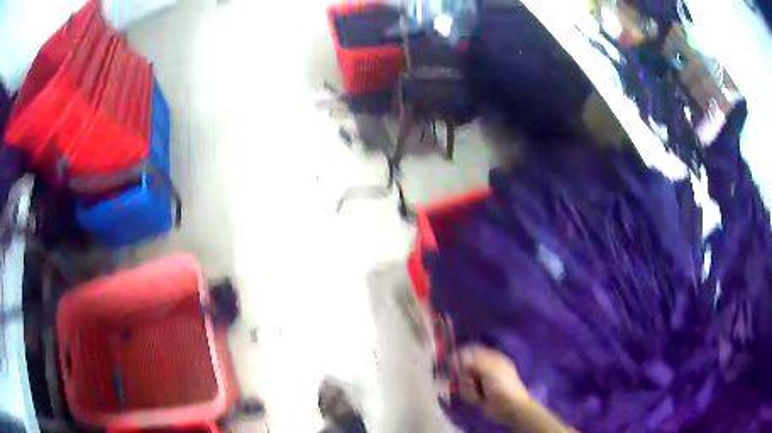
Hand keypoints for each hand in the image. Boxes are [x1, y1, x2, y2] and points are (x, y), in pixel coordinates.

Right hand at [458, 345, 529, 424]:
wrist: (510, 408)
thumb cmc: (503, 386)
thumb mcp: (491, 370)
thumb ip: (474, 361)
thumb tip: (459, 356)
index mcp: (492, 359)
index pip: (473, 351)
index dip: (462, 355)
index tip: (453, 362)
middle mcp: (485, 368)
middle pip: (465, 366)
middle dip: (464, 375)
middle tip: (469, 380)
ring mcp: (481, 382)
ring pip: (463, 380)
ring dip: (467, 387)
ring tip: (477, 393)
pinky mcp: (477, 393)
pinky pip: (465, 391)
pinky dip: (469, 395)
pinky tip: (478, 399)